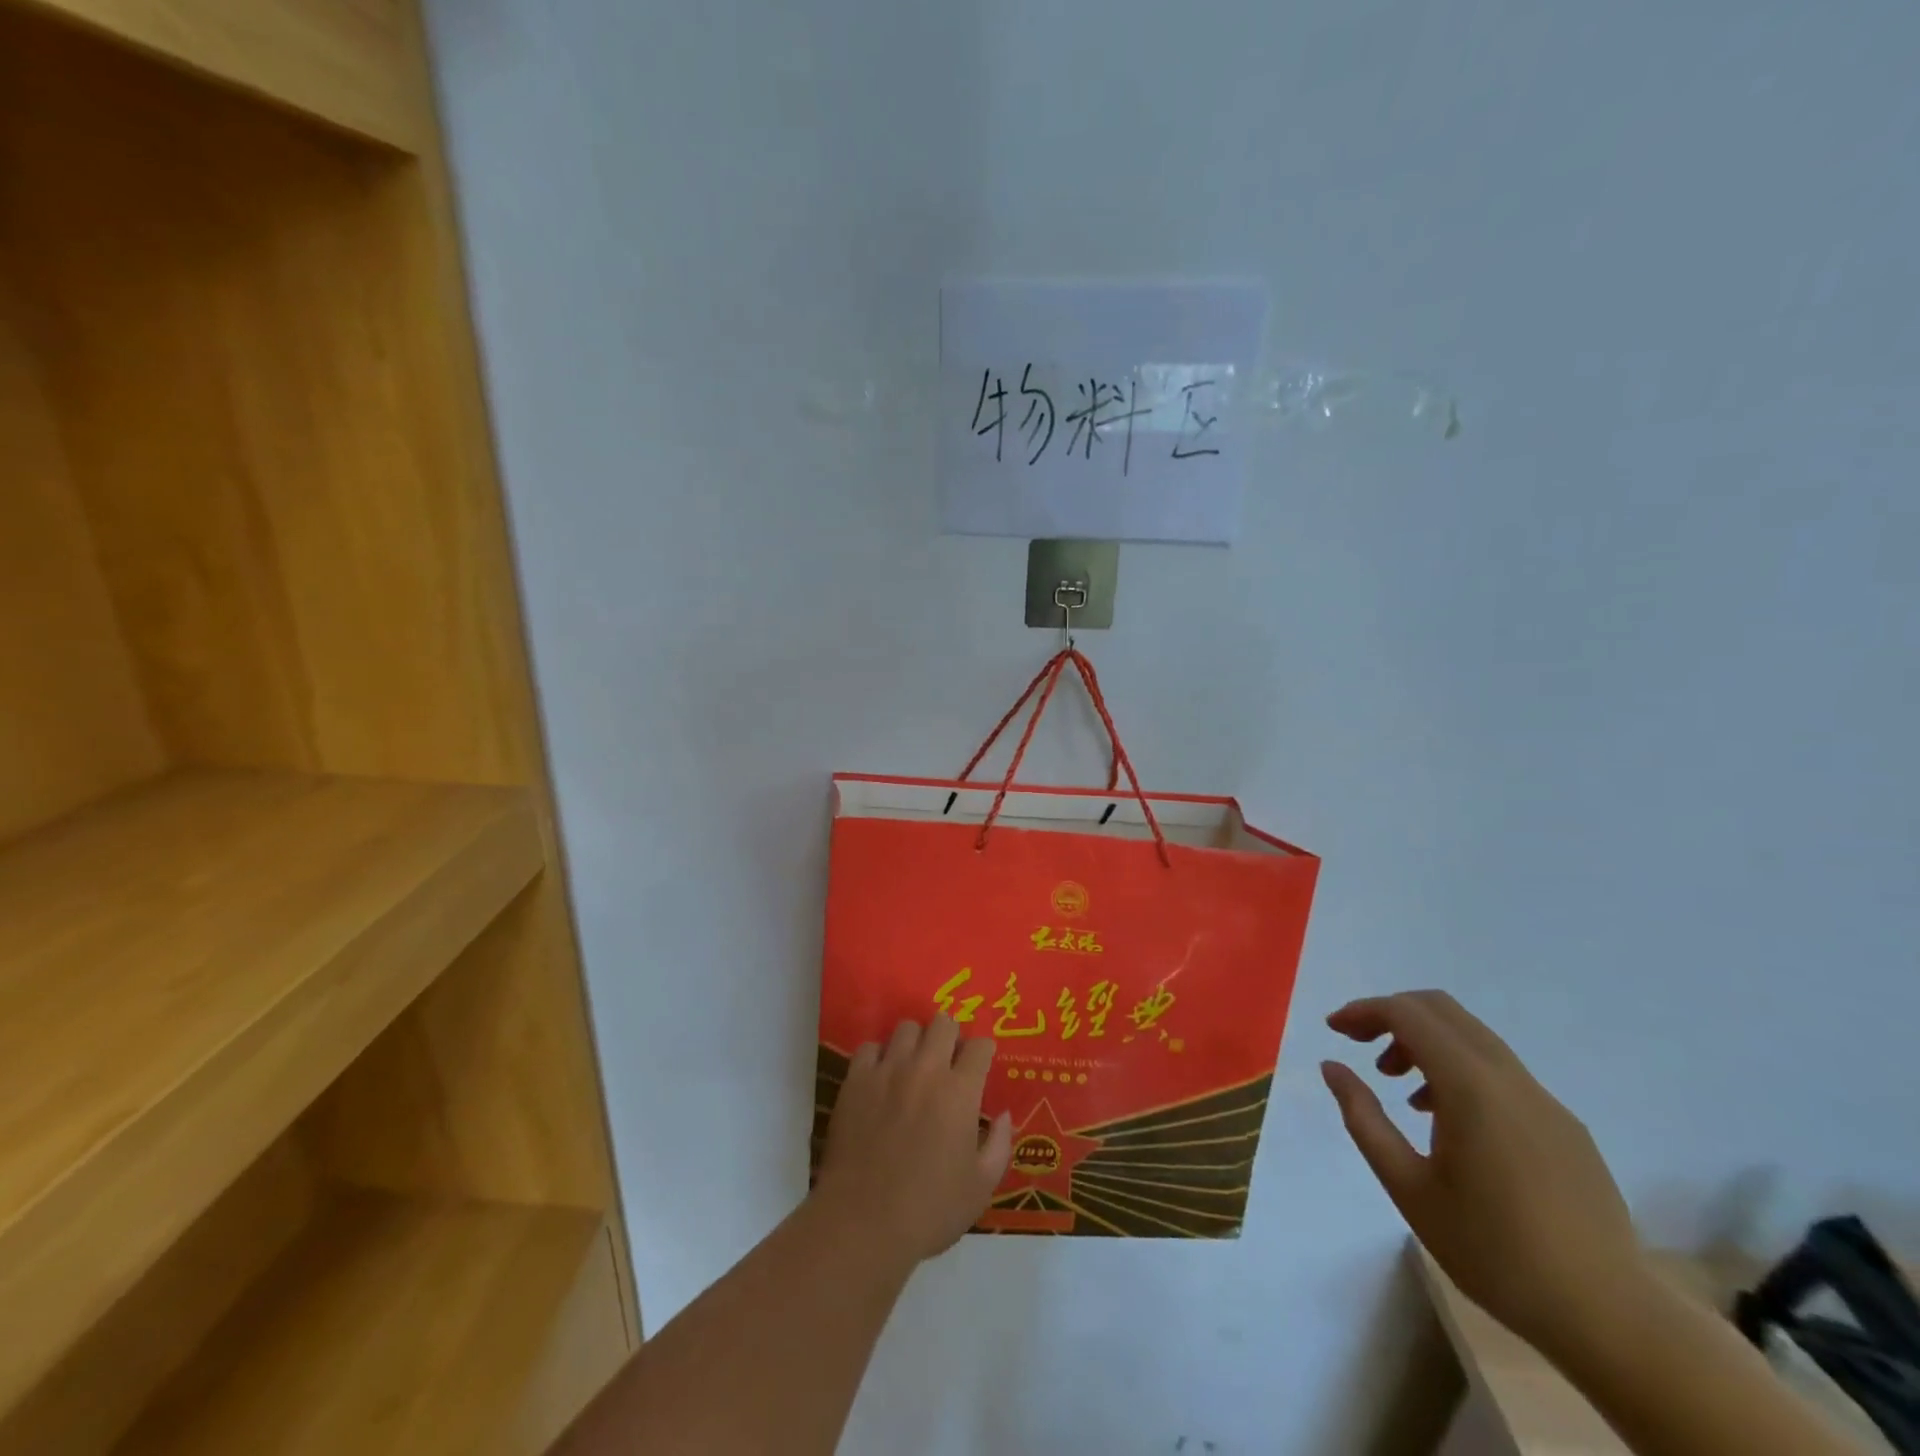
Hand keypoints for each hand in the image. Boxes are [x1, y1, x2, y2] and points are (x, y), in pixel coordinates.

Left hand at [814, 1015, 1013, 1271]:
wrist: (863, 1221)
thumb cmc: (929, 1209)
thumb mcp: (981, 1187)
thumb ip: (1000, 1145)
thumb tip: (1005, 1115)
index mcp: (960, 1092)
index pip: (980, 1046)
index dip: (983, 1052)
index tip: (980, 1065)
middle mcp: (926, 1069)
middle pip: (943, 1023)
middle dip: (951, 1036)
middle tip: (949, 1060)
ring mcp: (888, 1071)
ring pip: (906, 1027)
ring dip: (916, 1041)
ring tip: (914, 1064)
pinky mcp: (856, 1080)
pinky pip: (869, 1047)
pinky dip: (879, 1056)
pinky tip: (881, 1077)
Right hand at [1322, 991, 1644, 1360]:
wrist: (1609, 1319)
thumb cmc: (1493, 1251)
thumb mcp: (1407, 1186)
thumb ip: (1364, 1118)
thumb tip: (1333, 1066)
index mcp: (1471, 1086)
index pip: (1408, 1014)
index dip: (1364, 1011)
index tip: (1334, 1030)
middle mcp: (1510, 1078)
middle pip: (1442, 1010)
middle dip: (1393, 1016)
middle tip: (1361, 1046)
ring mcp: (1545, 1100)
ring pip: (1473, 1038)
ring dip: (1427, 1043)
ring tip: (1402, 1090)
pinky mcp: (1565, 1126)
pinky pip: (1501, 1072)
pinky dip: (1460, 1070)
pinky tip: (1450, 1122)